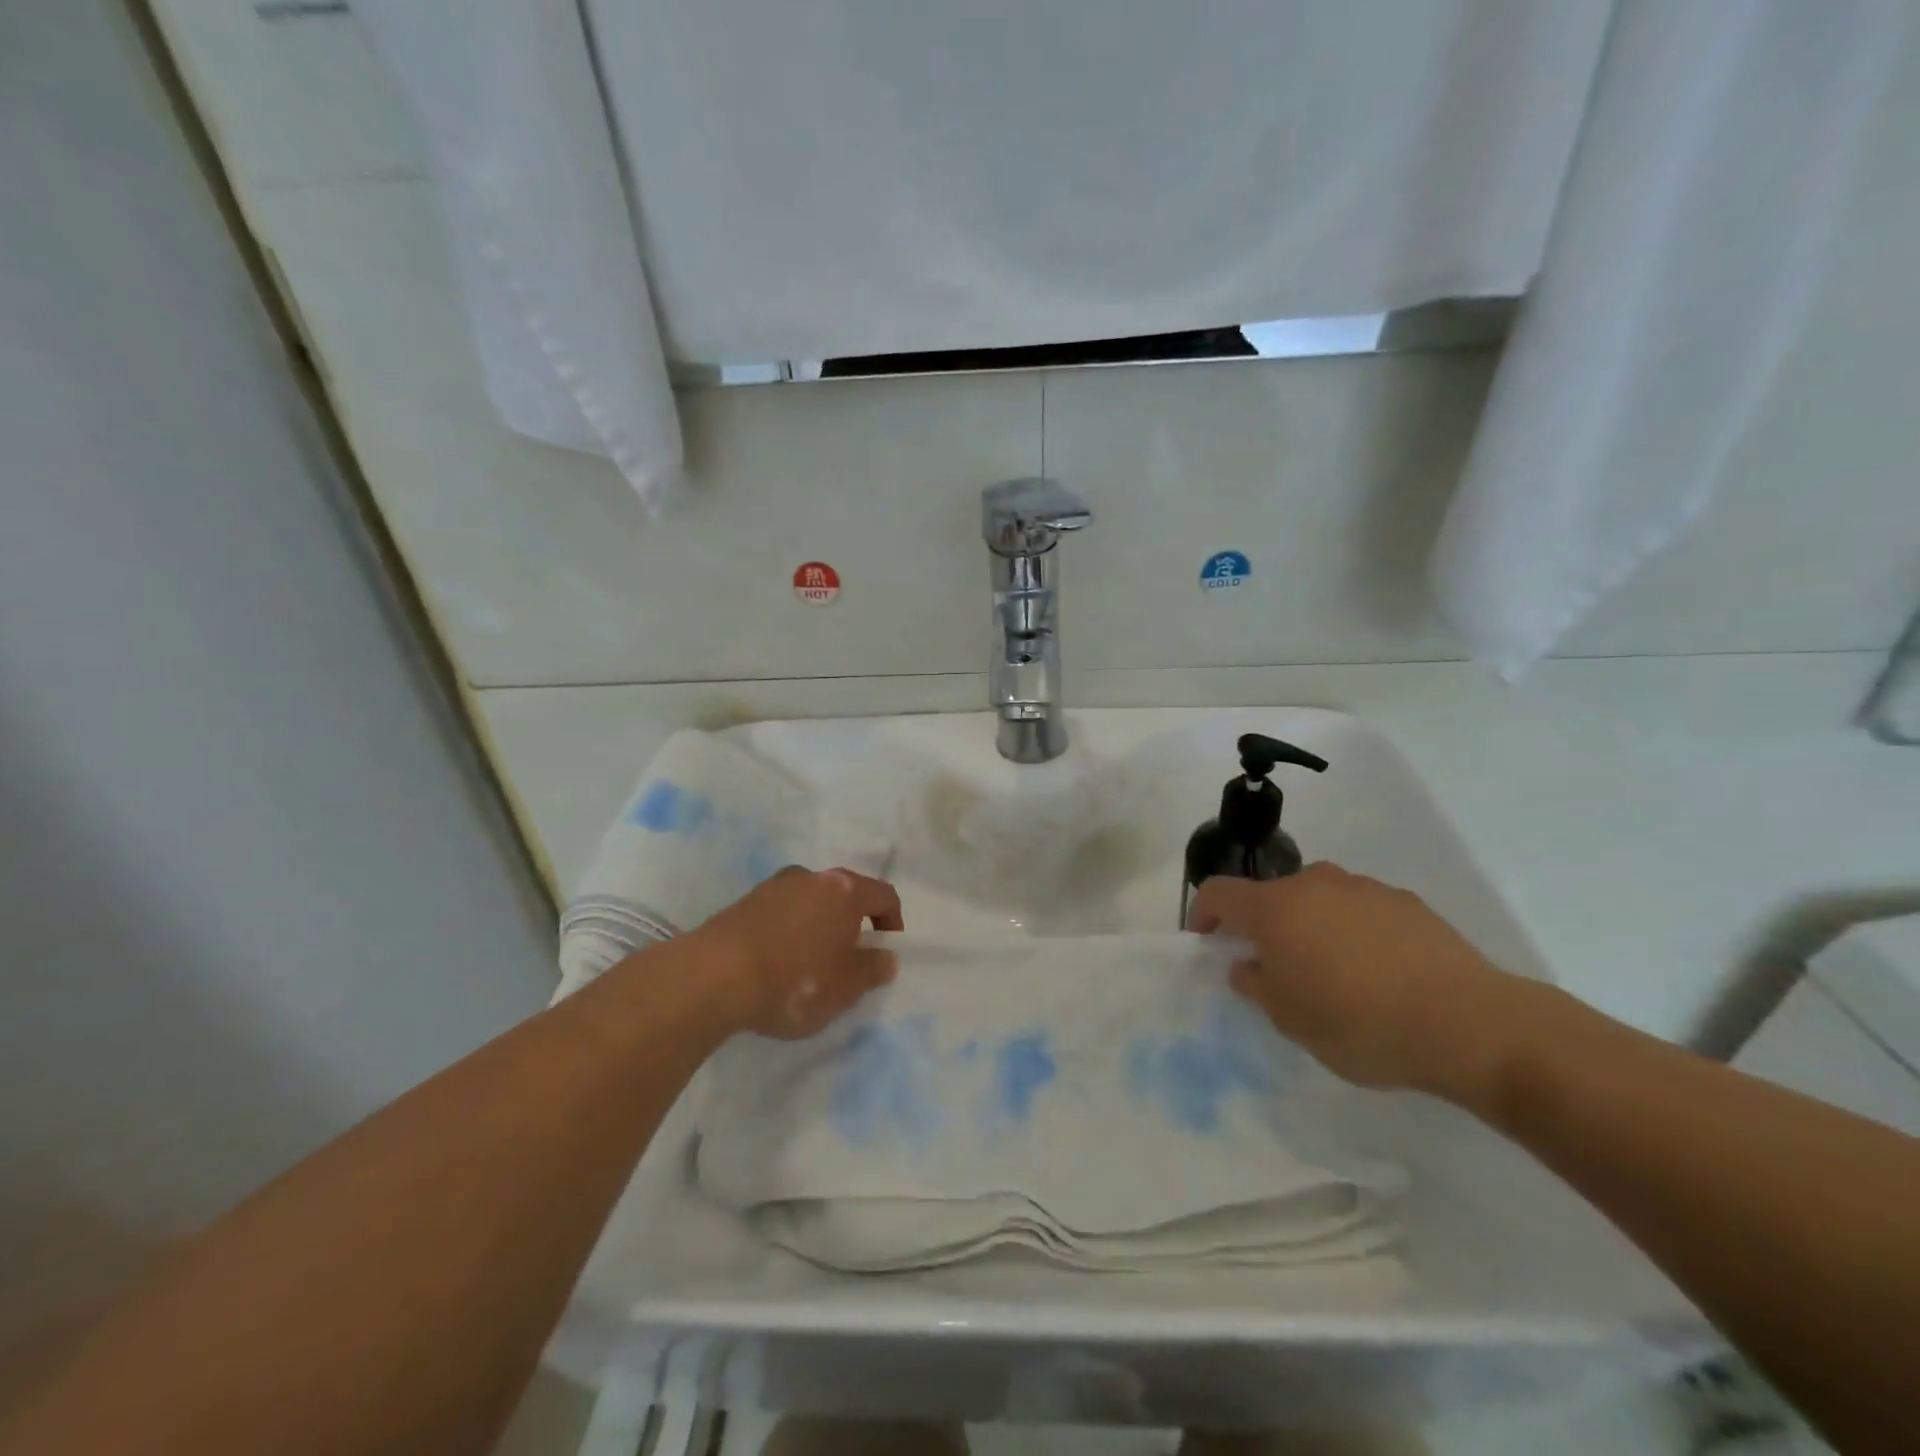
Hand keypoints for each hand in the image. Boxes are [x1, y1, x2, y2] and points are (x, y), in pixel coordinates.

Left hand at [691, 867, 904, 1038]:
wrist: (713, 977)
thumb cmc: (794, 980)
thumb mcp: (845, 988)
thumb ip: (872, 970)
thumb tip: (886, 957)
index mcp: (844, 891)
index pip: (884, 895)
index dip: (893, 922)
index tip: (885, 951)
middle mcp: (812, 877)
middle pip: (845, 894)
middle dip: (853, 924)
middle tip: (849, 960)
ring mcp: (774, 886)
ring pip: (811, 901)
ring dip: (819, 926)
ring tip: (810, 965)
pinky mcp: (744, 902)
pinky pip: (781, 912)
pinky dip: (789, 931)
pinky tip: (777, 963)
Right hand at [1188, 862, 1520, 1093]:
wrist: (1468, 1023)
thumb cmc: (1360, 1023)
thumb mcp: (1290, 1020)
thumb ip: (1256, 985)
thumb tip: (1246, 964)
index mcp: (1275, 908)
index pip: (1218, 892)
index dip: (1203, 914)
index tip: (1206, 942)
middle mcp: (1313, 884)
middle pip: (1271, 895)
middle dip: (1264, 926)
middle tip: (1277, 969)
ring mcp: (1363, 888)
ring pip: (1318, 899)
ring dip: (1310, 927)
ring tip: (1333, 973)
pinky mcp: (1405, 901)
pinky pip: (1360, 909)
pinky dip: (1353, 930)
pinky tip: (1378, 972)